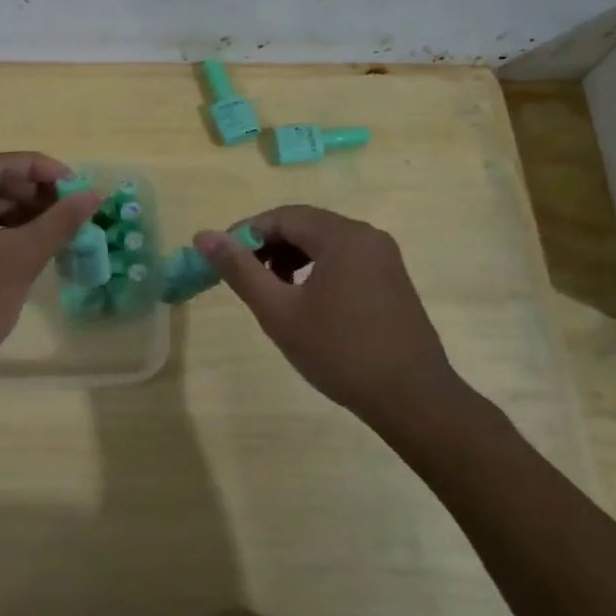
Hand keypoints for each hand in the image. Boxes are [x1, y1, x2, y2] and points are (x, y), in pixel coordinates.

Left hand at [0, 152, 102, 382]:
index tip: (78, 186)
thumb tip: (95, 194)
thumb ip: (59, 222)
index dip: (43, 170)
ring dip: (24, 216)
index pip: (0, 164)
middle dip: (35, 194)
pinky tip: (34, 247)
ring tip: (61, 228)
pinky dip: (6, 235)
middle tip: (73, 210)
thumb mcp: (19, 258)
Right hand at [193, 205, 478, 436]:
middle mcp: (367, 236)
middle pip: (304, 226)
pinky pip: (344, 260)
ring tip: (271, 291)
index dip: (245, 234)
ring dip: (290, 258)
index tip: (221, 261)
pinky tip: (305, 301)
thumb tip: (203, 236)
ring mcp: (384, 257)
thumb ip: (240, 270)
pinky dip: (316, 270)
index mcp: (341, 236)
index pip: (281, 217)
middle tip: (244, 278)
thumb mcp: (279, 311)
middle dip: (268, 247)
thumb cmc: (340, 352)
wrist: (412, 398)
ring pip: (324, 243)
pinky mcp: (391, 279)